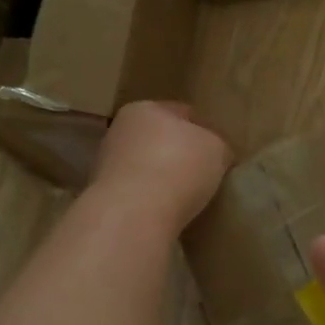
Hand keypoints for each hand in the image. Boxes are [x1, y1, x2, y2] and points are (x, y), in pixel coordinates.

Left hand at [89, 102, 231, 232]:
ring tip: (187, 196)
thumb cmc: (179, 168)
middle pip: (160, 139)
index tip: (218, 151)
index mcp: (145, 109)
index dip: (204, 130)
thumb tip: (215, 153)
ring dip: (163, 177)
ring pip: (146, 166)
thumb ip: (217, 145)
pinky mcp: (105, 196)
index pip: (182, 113)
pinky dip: (151, 199)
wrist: (134, 215)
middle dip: (179, 153)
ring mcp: (107, 165)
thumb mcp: (217, 149)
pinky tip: (167, 211)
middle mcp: (120, 131)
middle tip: (203, 173)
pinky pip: (138, 193)